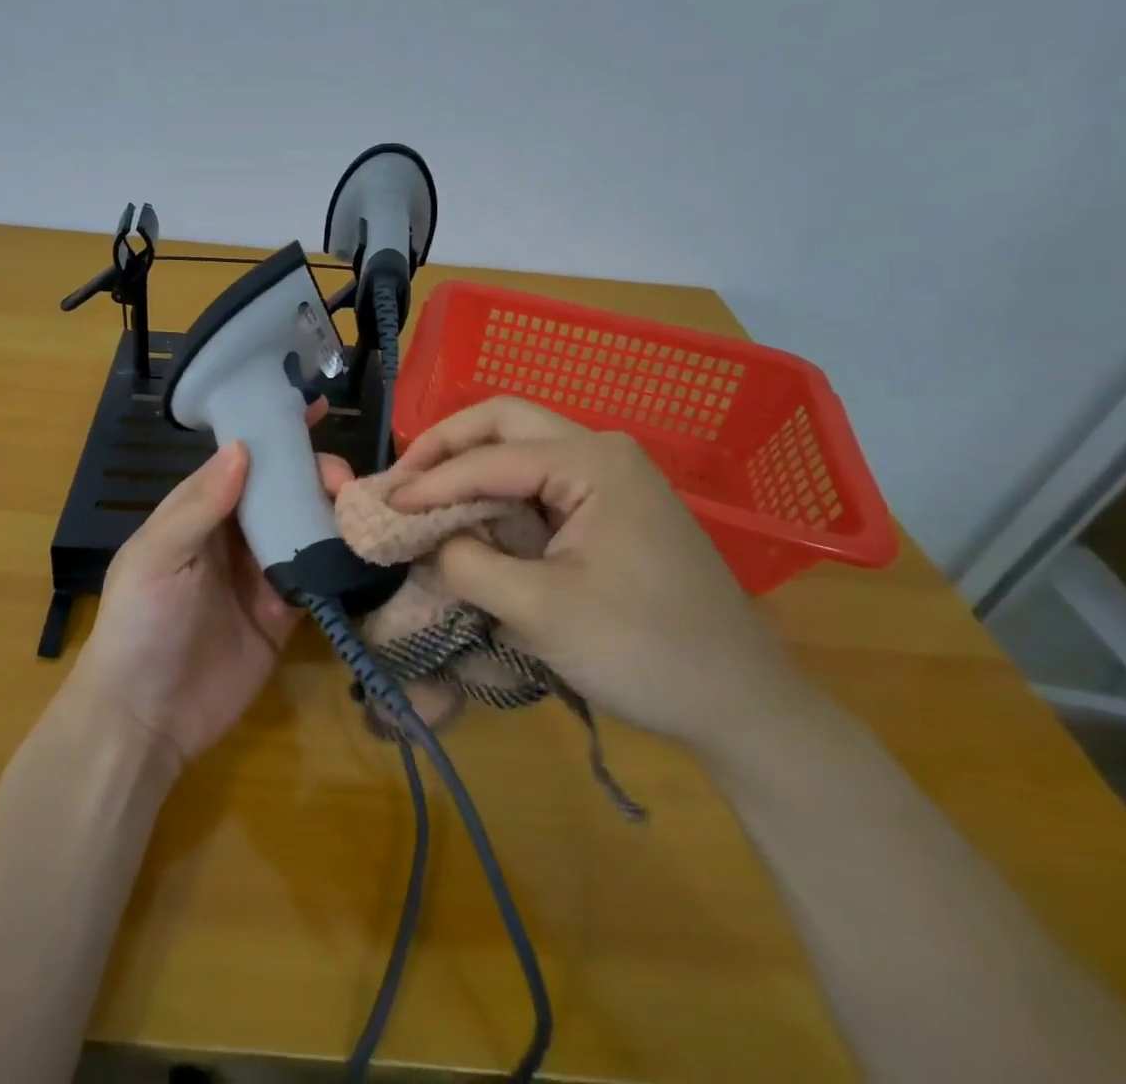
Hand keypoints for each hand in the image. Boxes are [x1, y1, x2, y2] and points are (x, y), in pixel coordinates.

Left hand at [72, 429, 353, 771]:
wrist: (144, 719)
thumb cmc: (140, 624)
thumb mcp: (157, 556)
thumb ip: (199, 505)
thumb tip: (242, 448)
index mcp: (198, 512)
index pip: (242, 461)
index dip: (274, 434)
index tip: (313, 407)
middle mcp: (233, 536)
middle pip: (282, 491)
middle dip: (314, 476)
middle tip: (343, 481)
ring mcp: (261, 574)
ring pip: (304, 528)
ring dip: (332, 513)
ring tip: (361, 507)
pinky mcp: (285, 614)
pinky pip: (316, 577)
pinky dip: (338, 562)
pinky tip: (364, 547)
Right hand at [390, 396, 815, 761]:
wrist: (742, 703)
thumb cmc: (644, 651)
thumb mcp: (541, 612)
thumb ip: (469, 565)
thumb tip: (427, 543)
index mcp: (592, 462)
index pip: (489, 459)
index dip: (430, 482)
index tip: (382, 506)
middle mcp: (602, 452)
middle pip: (504, 422)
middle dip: (446, 445)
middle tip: (402, 479)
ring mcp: (611, 478)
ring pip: (521, 447)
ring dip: (469, 466)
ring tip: (422, 496)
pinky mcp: (611, 509)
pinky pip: (539, 483)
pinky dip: (496, 494)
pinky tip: (469, 518)